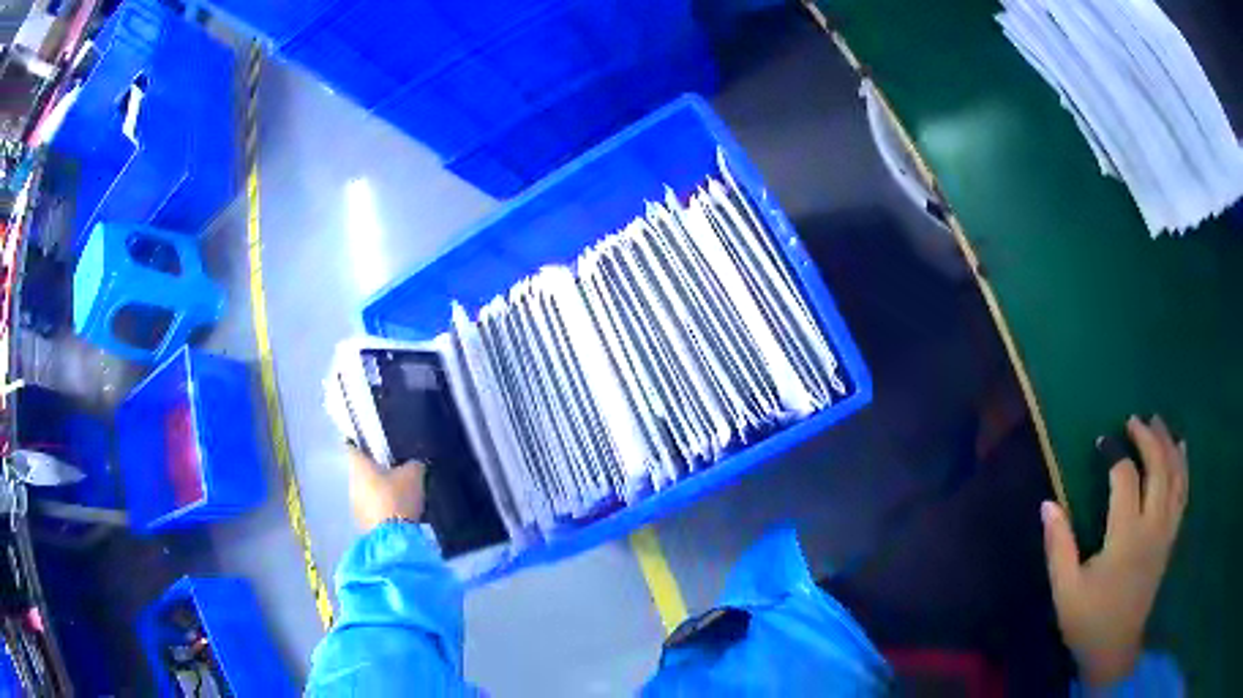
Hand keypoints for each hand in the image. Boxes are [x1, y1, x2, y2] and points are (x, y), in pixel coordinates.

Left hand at [347, 445, 426, 531]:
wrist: (394, 536)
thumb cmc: (398, 496)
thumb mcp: (414, 474)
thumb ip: (413, 464)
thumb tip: (414, 463)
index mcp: (359, 465)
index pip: (353, 448)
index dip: (361, 445)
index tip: (373, 447)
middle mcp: (352, 482)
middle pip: (361, 472)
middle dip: (374, 472)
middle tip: (393, 473)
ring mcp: (355, 504)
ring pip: (364, 492)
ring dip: (376, 492)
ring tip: (397, 496)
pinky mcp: (362, 523)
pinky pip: (370, 509)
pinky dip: (379, 509)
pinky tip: (395, 513)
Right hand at [1041, 416, 1187, 687]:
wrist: (1115, 651)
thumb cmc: (1088, 621)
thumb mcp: (1065, 591)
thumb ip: (1058, 546)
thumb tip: (1047, 504)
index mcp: (1126, 537)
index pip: (1126, 479)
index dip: (1114, 453)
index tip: (1102, 441)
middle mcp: (1152, 526)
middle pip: (1158, 468)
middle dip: (1147, 438)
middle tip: (1134, 420)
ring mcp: (1166, 532)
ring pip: (1176, 476)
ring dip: (1169, 445)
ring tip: (1159, 423)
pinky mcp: (1170, 539)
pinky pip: (1183, 494)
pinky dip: (1183, 467)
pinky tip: (1181, 451)